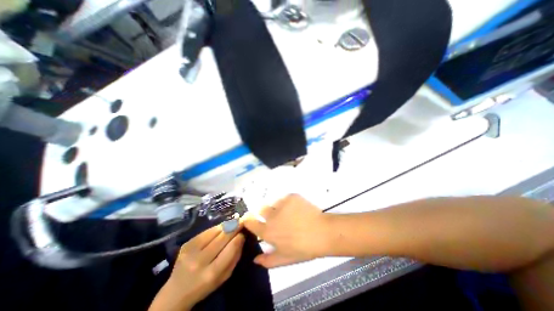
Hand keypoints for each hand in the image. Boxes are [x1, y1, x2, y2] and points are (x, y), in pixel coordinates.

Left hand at [148, 223, 241, 309]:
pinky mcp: (187, 244)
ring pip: (215, 231)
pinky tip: (221, 227)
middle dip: (235, 227)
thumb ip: (235, 257)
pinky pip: (207, 231)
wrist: (176, 292)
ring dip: (226, 225)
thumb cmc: (205, 285)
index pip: (231, 248)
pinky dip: (216, 228)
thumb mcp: (224, 277)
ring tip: (233, 221)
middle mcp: (200, 261)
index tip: (244, 232)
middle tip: (242, 220)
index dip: (239, 237)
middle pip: (223, 237)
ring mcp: (191, 251)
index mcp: (211, 273)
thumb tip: (241, 237)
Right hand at [242, 196, 327, 268]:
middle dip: (266, 213)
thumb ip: (268, 260)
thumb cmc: (303, 248)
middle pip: (262, 209)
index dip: (248, 219)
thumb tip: (255, 260)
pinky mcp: (291, 197)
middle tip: (278, 218)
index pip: (250, 221)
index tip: (251, 219)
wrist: (322, 232)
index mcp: (268, 231)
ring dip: (279, 208)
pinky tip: (298, 209)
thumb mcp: (285, 258)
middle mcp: (271, 216)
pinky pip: (286, 198)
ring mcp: (282, 204)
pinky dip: (289, 203)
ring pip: (275, 203)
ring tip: (291, 214)